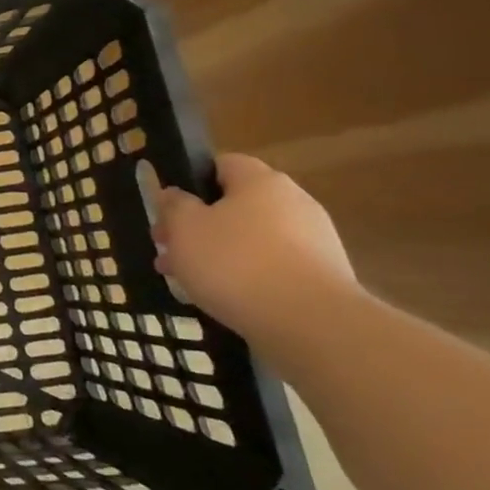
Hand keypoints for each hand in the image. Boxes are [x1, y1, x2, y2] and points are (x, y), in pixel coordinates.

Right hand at [152, 154, 359, 338]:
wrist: (312, 325)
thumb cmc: (236, 262)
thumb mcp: (184, 227)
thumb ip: (173, 205)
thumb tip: (175, 195)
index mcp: (261, 181)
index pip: (221, 164)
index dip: (190, 182)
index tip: (168, 210)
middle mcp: (293, 202)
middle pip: (234, 206)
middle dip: (197, 226)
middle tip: (167, 250)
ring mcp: (314, 241)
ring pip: (250, 239)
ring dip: (217, 254)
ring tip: (188, 280)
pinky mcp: (323, 278)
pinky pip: (272, 267)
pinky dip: (246, 277)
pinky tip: (224, 298)